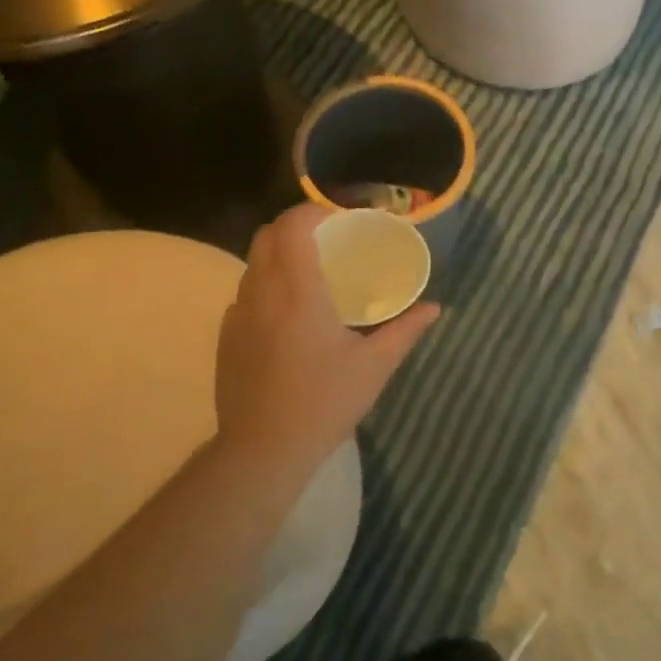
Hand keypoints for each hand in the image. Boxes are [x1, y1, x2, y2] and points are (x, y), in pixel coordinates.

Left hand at [215, 203, 438, 473]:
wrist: (264, 449)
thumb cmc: (325, 402)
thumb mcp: (375, 366)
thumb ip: (406, 330)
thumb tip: (435, 308)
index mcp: (298, 291)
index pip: (293, 226)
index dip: (313, 210)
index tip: (339, 217)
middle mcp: (261, 292)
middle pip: (267, 236)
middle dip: (294, 226)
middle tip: (328, 238)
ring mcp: (237, 315)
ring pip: (252, 264)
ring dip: (278, 255)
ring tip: (310, 273)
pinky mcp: (226, 337)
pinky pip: (245, 294)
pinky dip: (266, 286)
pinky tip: (287, 314)